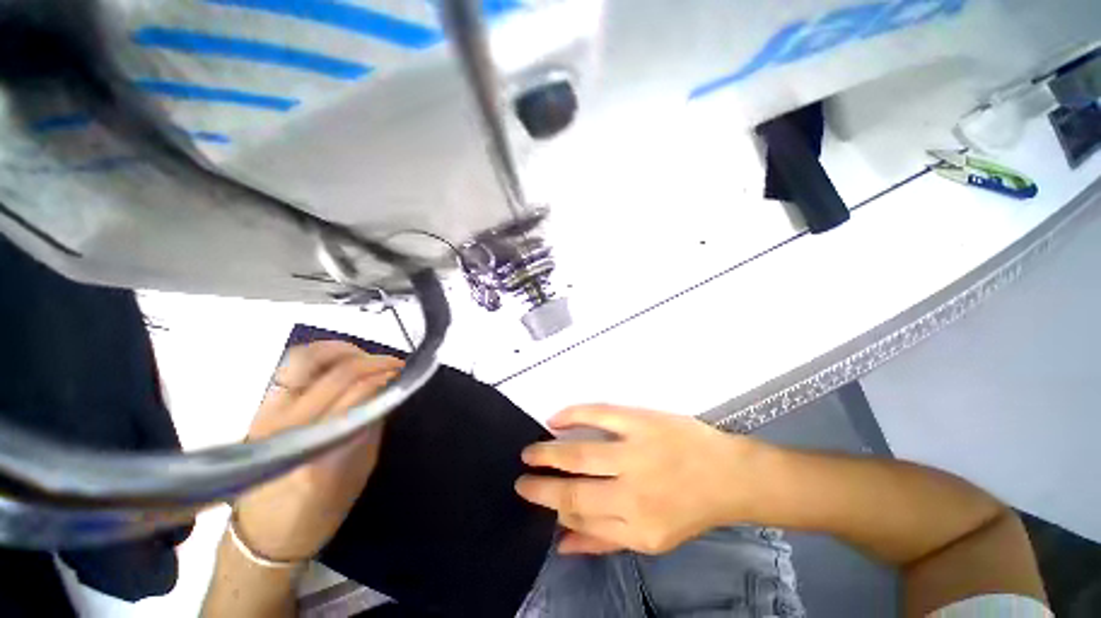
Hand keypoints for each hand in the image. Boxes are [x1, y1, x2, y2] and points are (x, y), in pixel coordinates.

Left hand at [233, 341, 402, 562]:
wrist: (261, 534)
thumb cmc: (315, 513)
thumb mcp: (355, 477)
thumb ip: (369, 431)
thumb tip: (386, 394)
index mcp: (313, 448)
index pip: (355, 394)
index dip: (384, 377)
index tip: (405, 374)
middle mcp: (285, 423)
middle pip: (337, 374)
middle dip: (375, 362)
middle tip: (398, 365)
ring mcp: (268, 410)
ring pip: (308, 359)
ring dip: (348, 352)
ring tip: (370, 360)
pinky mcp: (263, 405)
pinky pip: (294, 364)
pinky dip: (324, 354)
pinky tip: (344, 359)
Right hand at [515, 405, 762, 554]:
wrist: (727, 474)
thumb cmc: (689, 509)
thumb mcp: (651, 539)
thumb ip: (604, 539)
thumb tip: (561, 541)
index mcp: (636, 525)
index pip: (579, 515)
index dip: (549, 505)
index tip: (530, 494)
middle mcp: (632, 490)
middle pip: (574, 487)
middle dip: (540, 483)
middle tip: (520, 475)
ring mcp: (636, 451)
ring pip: (580, 452)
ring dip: (548, 452)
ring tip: (529, 451)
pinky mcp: (641, 420)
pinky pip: (599, 414)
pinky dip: (573, 415)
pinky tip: (555, 419)